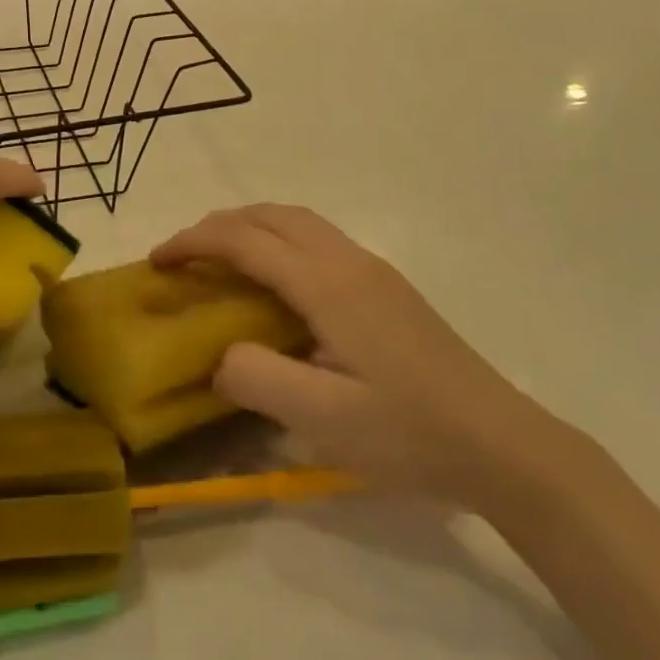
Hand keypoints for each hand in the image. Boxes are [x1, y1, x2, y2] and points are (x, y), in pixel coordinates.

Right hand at [152, 205, 562, 507]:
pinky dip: (279, 241)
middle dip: (219, 225)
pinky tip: (277, 284)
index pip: (246, 241)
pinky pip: (318, 240)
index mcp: (327, 284)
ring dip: (251, 227)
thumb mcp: (321, 419)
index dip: (194, 242)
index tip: (157, 260)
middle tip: (183, 256)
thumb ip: (255, 379)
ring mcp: (373, 270)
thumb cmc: (409, 433)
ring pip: (298, 222)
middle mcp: (348, 261)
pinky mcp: (387, 287)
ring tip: (221, 260)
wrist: (502, 444)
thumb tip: (219, 355)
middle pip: (271, 216)